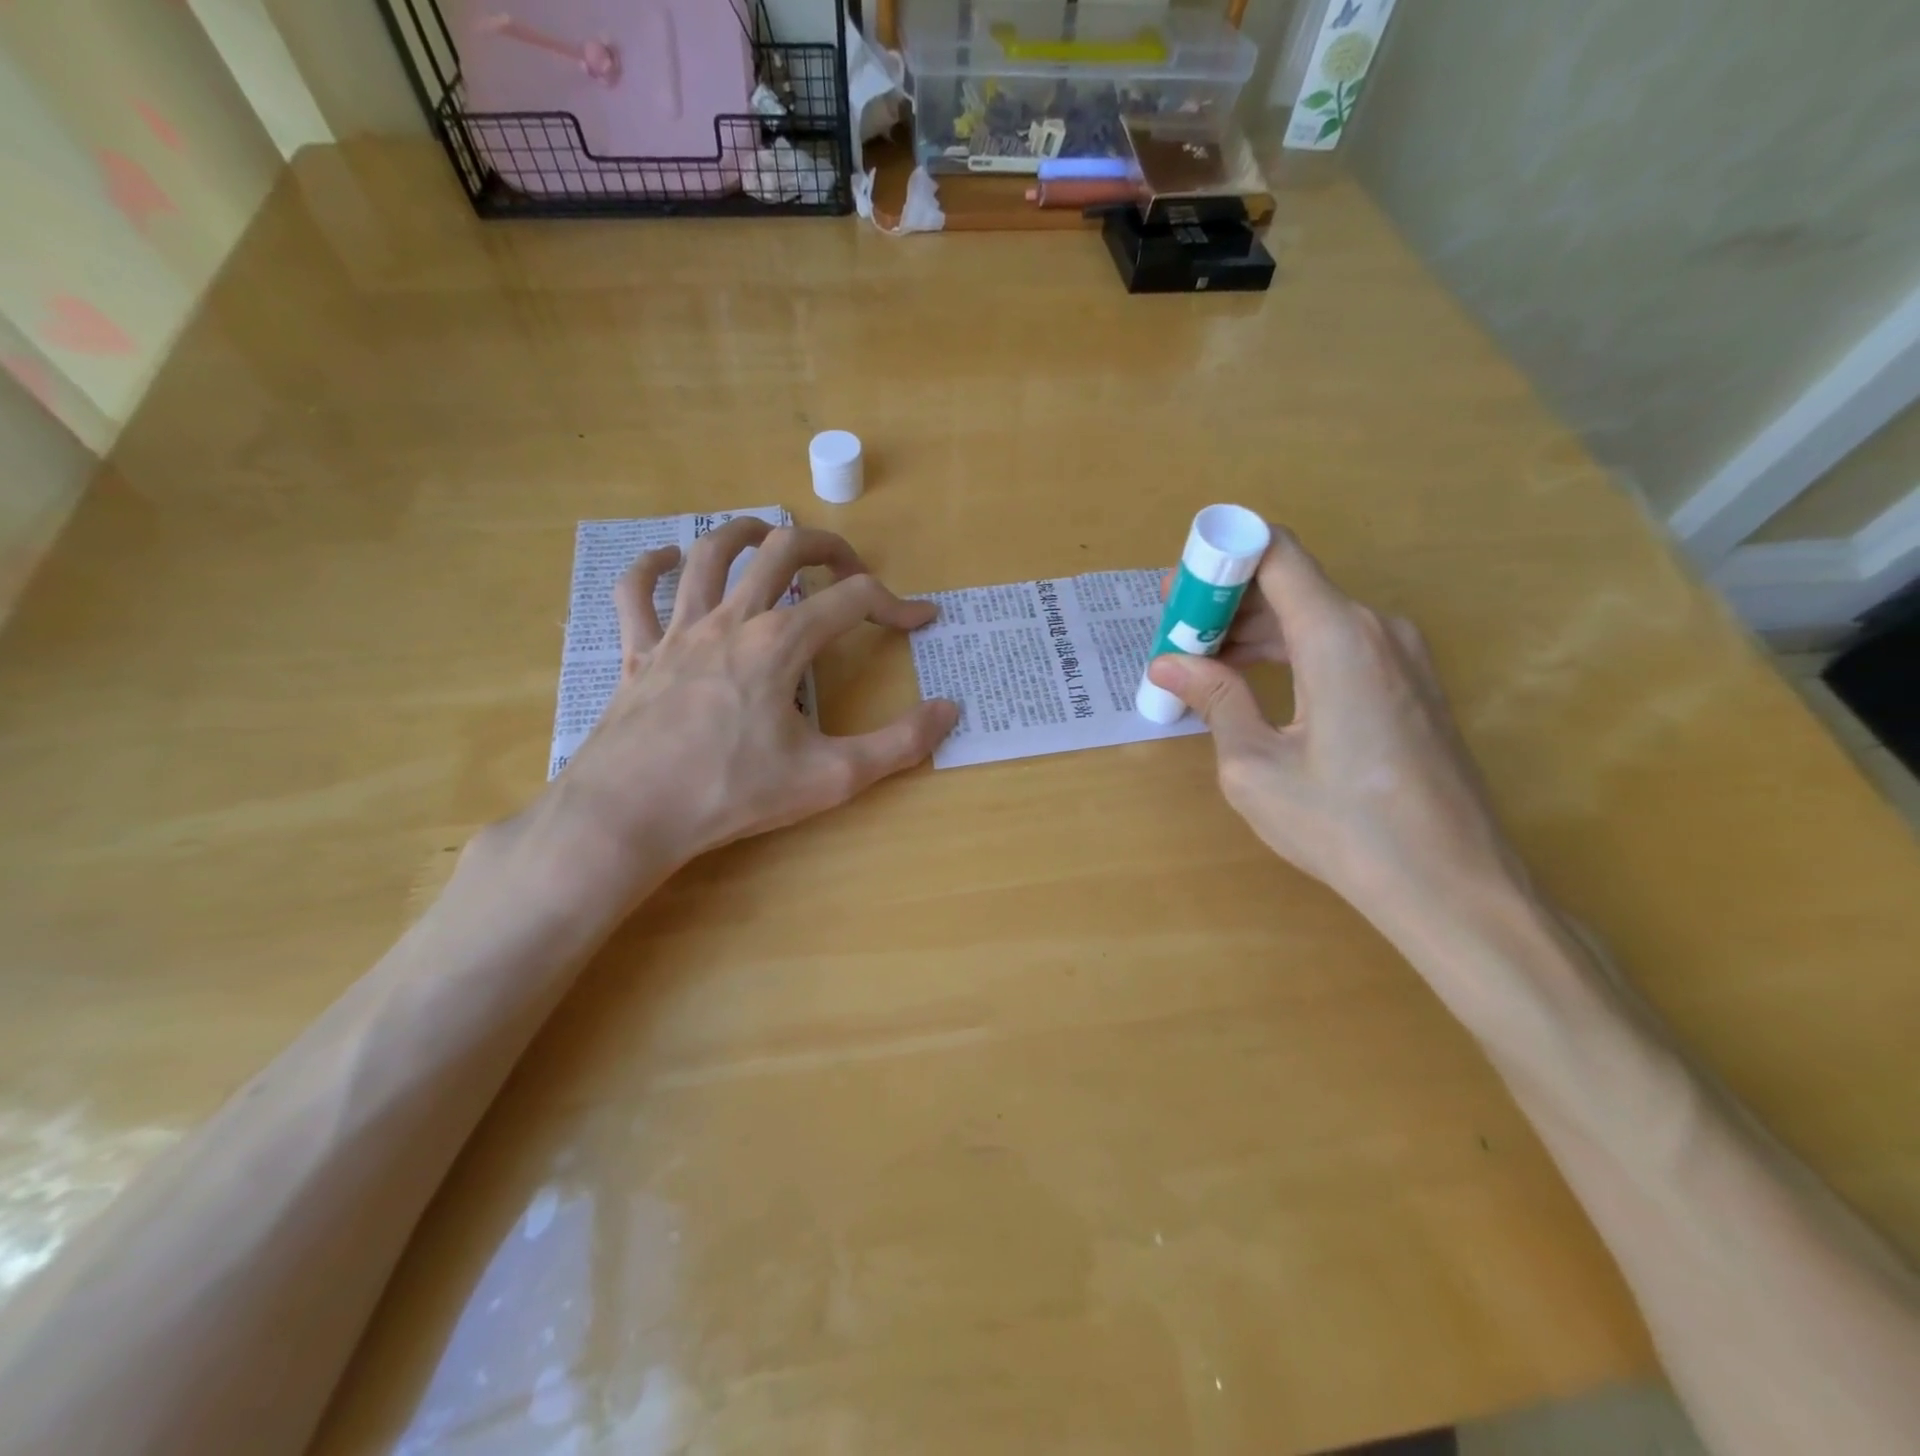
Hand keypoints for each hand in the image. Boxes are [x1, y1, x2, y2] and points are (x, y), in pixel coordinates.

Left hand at [539, 519, 957, 900]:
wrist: (628, 815)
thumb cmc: (731, 794)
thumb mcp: (829, 777)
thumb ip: (898, 744)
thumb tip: (950, 711)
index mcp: (779, 644)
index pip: (852, 600)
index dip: (895, 604)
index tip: (920, 621)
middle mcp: (731, 620)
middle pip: (781, 550)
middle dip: (824, 545)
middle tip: (848, 564)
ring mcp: (678, 631)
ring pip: (710, 553)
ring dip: (745, 533)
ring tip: (769, 535)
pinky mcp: (639, 653)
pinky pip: (636, 592)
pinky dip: (651, 567)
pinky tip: (667, 560)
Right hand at [1147, 529, 1528, 925]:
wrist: (1451, 886)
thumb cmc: (1343, 827)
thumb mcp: (1255, 766)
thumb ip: (1214, 701)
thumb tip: (1168, 664)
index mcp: (1338, 636)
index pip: (1274, 552)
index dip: (1219, 558)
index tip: (1177, 594)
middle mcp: (1376, 629)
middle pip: (1290, 584)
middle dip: (1226, 604)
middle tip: (1175, 640)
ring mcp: (1402, 656)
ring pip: (1313, 616)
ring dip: (1255, 633)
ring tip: (1202, 668)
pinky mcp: (1410, 685)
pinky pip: (1338, 646)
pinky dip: (1289, 653)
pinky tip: (1253, 686)